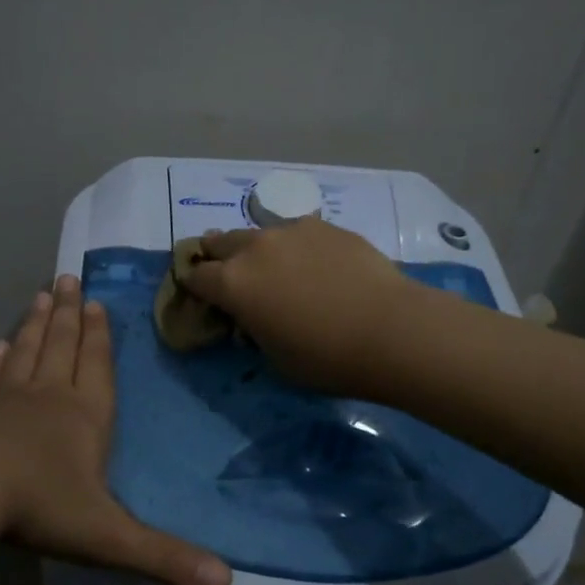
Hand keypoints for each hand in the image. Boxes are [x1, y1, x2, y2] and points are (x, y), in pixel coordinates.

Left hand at [0, 274, 231, 584]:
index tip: (96, 302)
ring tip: (40, 295)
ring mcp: (6, 403)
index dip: (99, 337)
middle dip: (69, 315)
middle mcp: (48, 398)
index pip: (97, 367)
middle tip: (66, 278)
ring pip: (28, 353)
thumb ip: (163, 557)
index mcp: (84, 417)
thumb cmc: (39, 505)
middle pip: (62, 347)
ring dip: (36, 325)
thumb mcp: (108, 536)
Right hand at [180, 219, 419, 393]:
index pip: (196, 277)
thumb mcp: (274, 357)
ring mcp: (293, 231)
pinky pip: (298, 233)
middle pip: (221, 242)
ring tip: (270, 263)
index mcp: (232, 283)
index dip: (193, 286)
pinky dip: (295, 247)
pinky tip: (313, 263)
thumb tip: (254, 316)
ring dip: (256, 248)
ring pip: (260, 233)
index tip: (199, 293)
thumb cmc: (325, 358)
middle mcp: (256, 248)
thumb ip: (254, 329)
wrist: (390, 330)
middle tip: (223, 268)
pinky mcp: (327, 227)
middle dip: (216, 255)